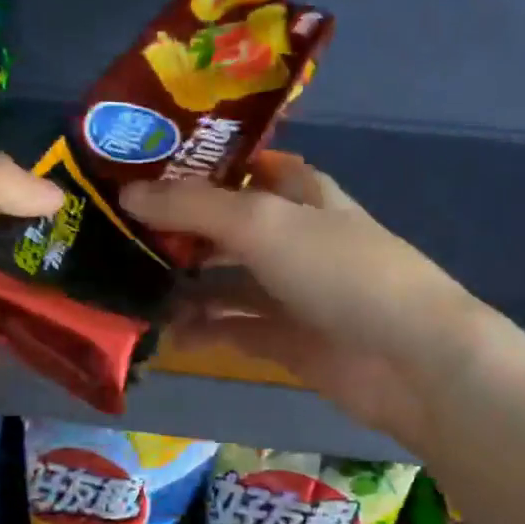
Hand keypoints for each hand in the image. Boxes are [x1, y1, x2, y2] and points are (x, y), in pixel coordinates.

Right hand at [122, 152, 480, 449]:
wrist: (409, 358)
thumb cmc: (340, 271)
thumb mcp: (263, 223)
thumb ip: (194, 207)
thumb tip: (127, 193)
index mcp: (300, 194)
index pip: (243, 167)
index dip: (197, 165)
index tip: (139, 169)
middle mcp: (294, 238)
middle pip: (226, 227)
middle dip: (177, 231)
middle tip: (115, 235)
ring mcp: (292, 292)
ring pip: (225, 282)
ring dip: (183, 285)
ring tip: (128, 289)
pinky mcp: (288, 341)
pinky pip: (234, 329)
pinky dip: (202, 331)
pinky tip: (164, 335)